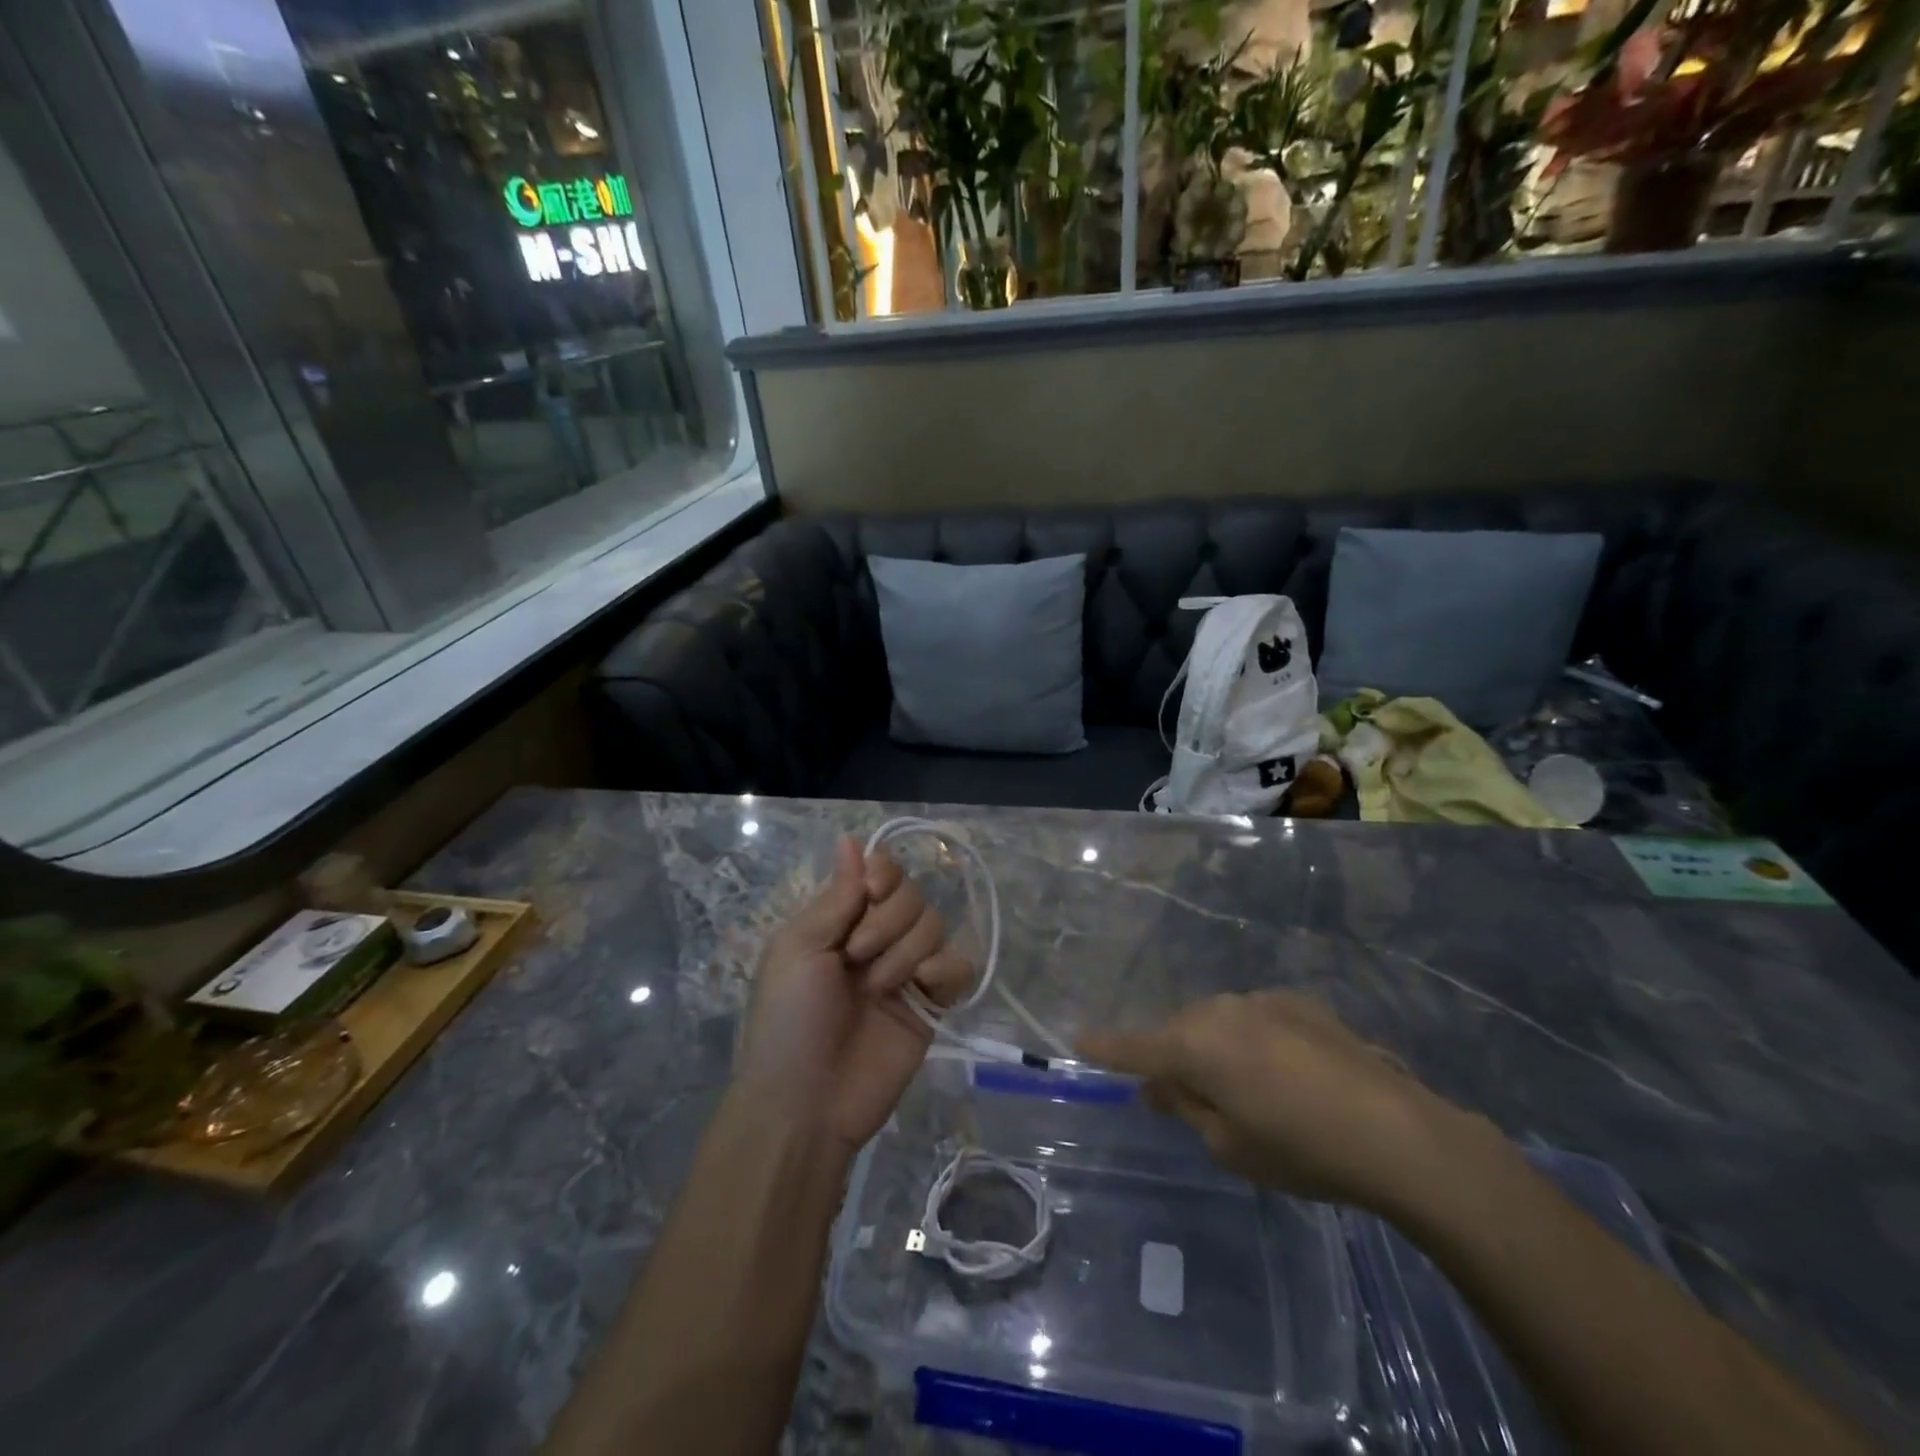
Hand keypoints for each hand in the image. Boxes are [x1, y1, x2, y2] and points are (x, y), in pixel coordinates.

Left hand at [735, 836, 972, 1153]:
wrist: (807, 1102)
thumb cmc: (789, 1019)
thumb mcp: (799, 948)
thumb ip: (836, 895)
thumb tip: (850, 838)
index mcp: (841, 920)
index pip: (881, 871)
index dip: (884, 873)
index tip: (871, 893)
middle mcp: (877, 937)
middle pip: (912, 894)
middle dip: (887, 922)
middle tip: (856, 958)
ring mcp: (906, 970)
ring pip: (935, 925)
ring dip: (905, 951)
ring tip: (878, 989)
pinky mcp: (932, 1004)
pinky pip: (958, 966)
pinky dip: (943, 970)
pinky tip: (922, 990)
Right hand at [1078, 991, 1479, 1212]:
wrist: (1397, 1131)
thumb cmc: (1301, 1149)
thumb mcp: (1230, 1146)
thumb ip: (1186, 1107)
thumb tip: (1161, 1085)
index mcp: (1195, 1046)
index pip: (1135, 1047)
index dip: (1105, 1046)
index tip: (1077, 1038)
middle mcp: (1220, 1010)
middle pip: (1178, 1032)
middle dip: (1172, 1058)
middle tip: (1182, 1097)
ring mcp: (1261, 1000)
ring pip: (1215, 1021)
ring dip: (1213, 1047)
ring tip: (1241, 1087)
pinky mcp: (1298, 1002)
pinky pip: (1253, 1018)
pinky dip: (1250, 1040)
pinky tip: (1284, 1073)